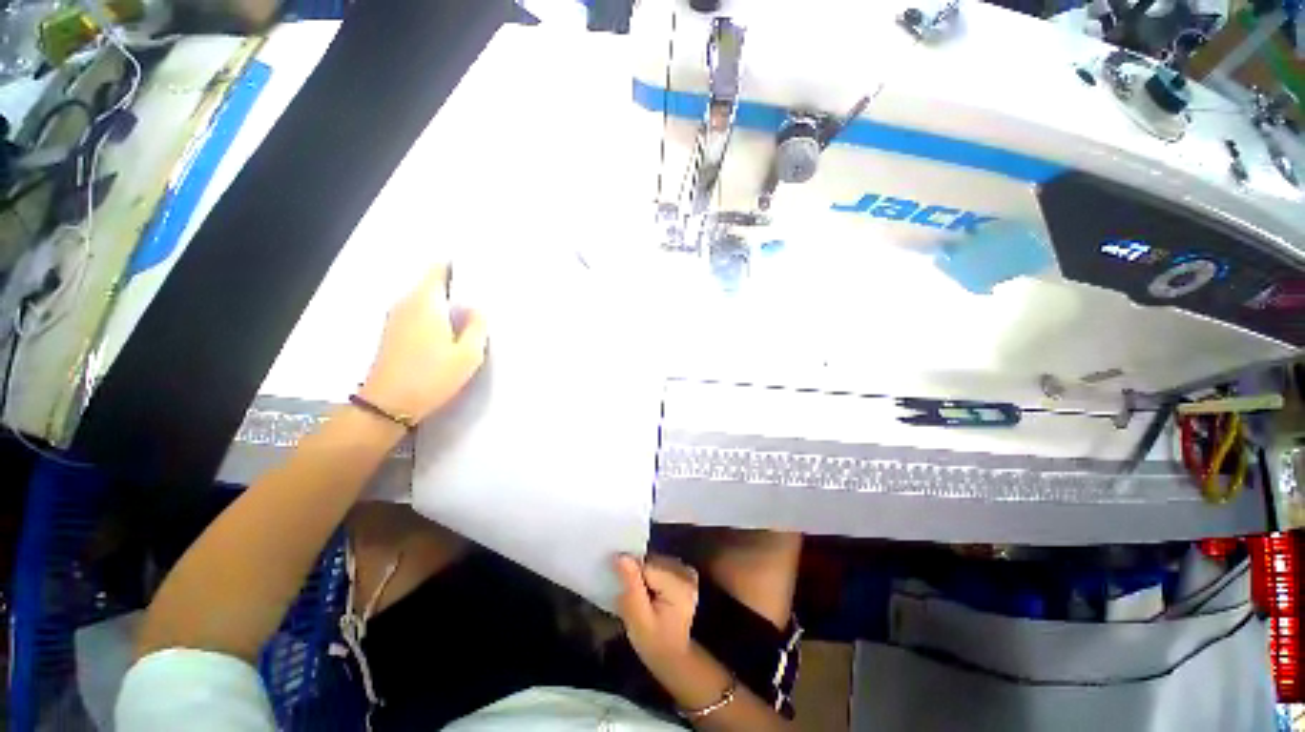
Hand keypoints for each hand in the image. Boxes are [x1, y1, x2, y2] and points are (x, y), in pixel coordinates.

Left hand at [360, 264, 487, 421]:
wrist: (388, 404)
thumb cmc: (432, 377)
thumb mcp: (468, 354)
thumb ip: (477, 326)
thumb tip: (477, 308)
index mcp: (425, 302)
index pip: (438, 269)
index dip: (457, 266)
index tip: (478, 271)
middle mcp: (406, 303)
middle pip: (432, 283)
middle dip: (455, 285)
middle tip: (482, 295)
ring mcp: (396, 318)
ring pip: (425, 299)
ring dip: (445, 302)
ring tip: (470, 313)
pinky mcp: (394, 332)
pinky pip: (418, 312)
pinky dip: (434, 314)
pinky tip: (450, 330)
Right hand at [614, 554, 698, 670]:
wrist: (673, 657)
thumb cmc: (654, 643)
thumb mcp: (638, 620)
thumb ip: (631, 586)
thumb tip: (622, 556)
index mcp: (678, 584)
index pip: (646, 566)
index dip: (631, 576)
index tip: (626, 594)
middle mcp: (686, 573)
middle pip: (652, 561)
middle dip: (639, 575)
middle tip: (634, 600)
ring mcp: (687, 572)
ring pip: (656, 561)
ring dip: (645, 575)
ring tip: (643, 598)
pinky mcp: (685, 574)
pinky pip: (662, 564)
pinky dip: (653, 574)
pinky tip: (652, 591)